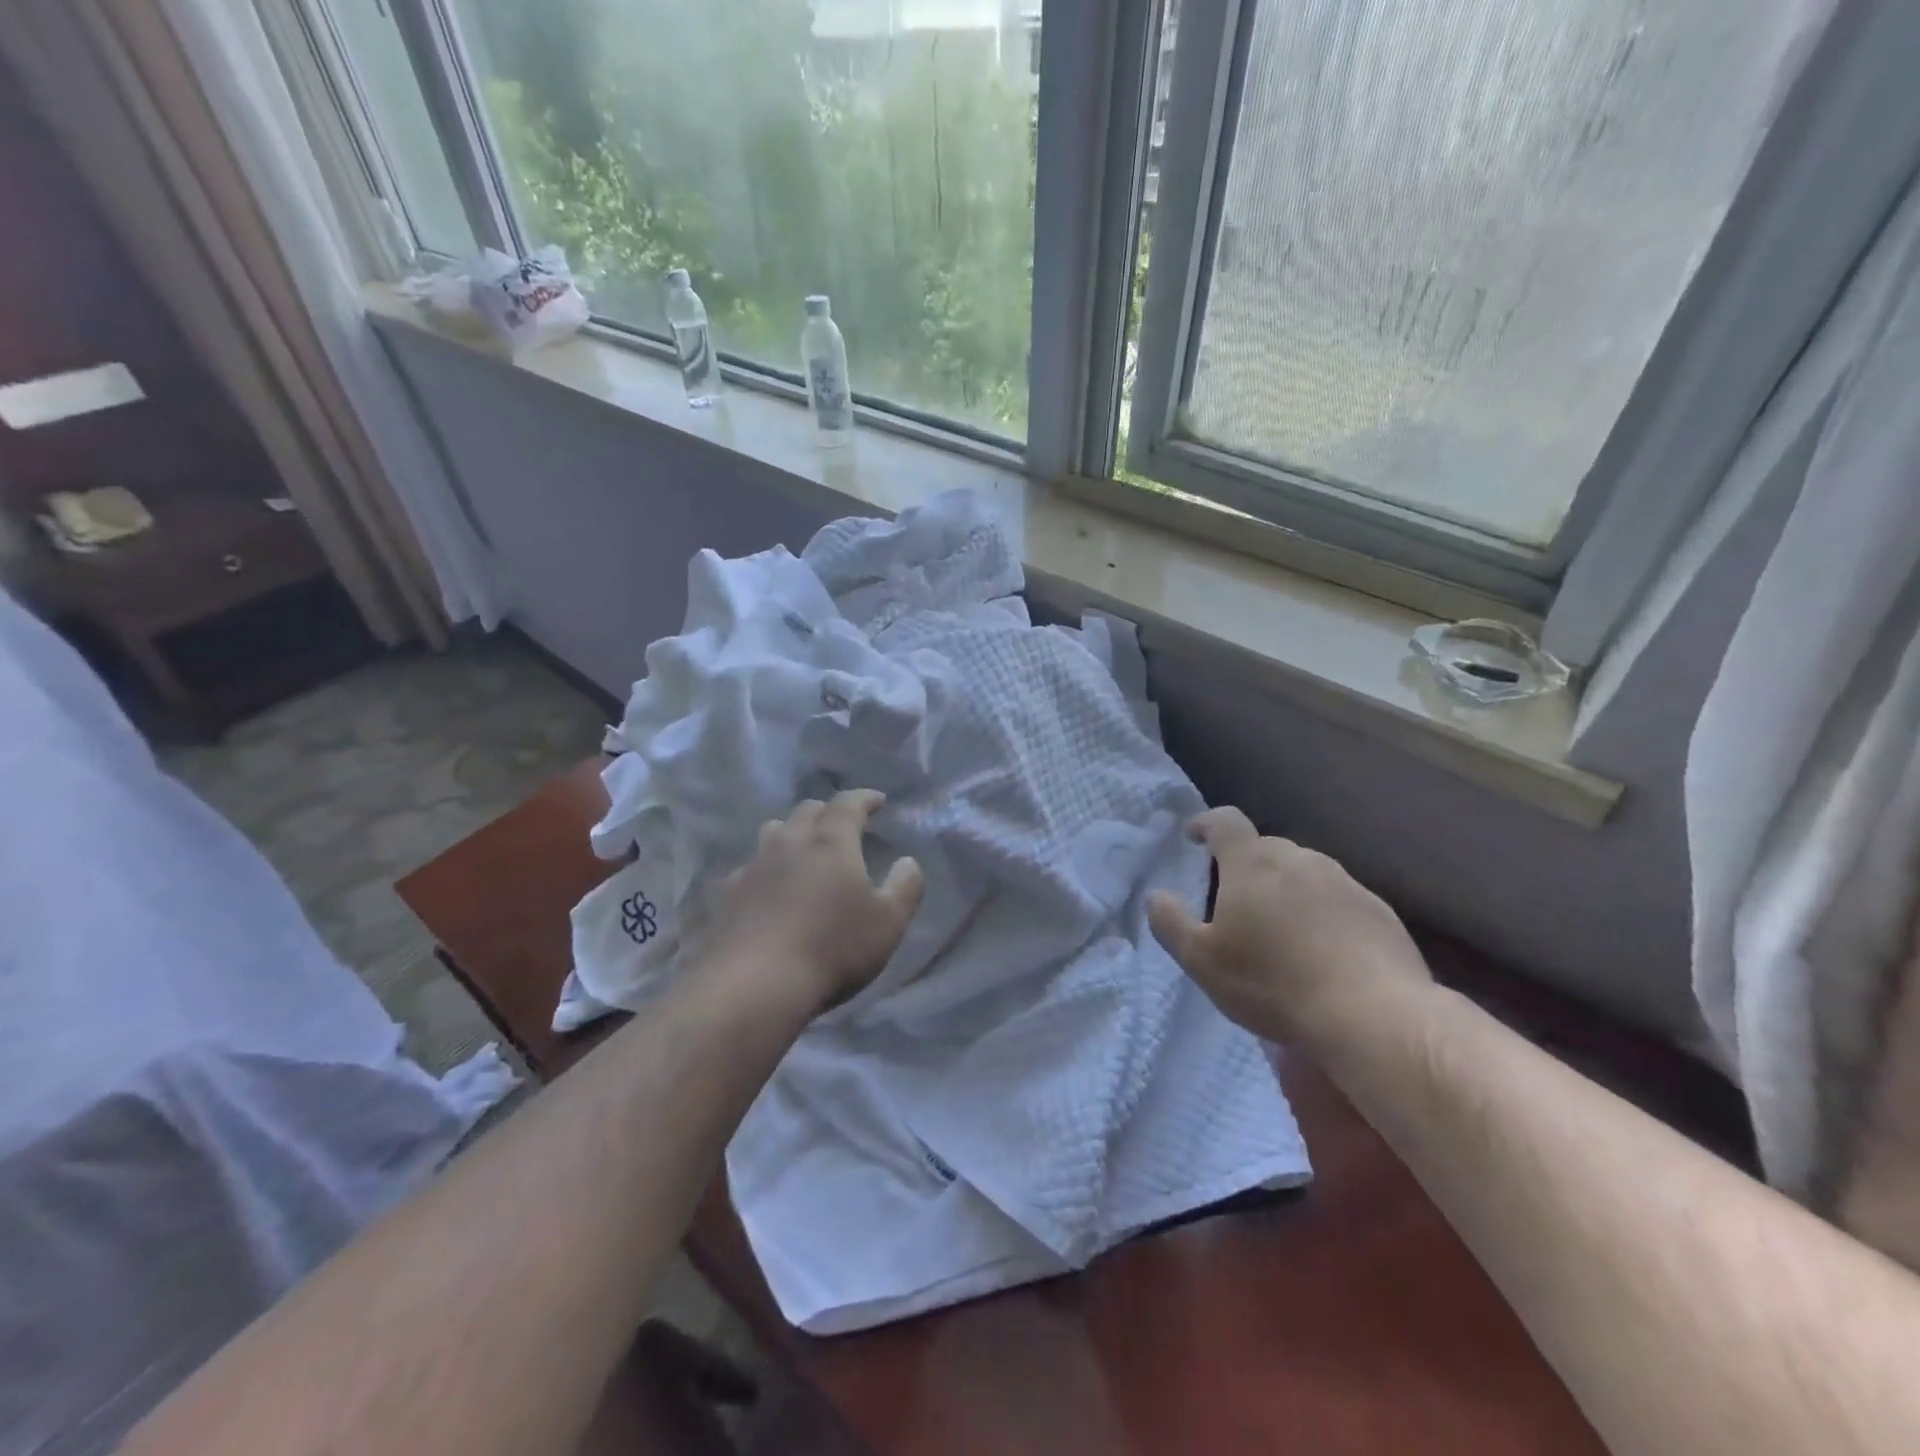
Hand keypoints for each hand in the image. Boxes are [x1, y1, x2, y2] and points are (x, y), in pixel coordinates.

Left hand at [702, 789, 924, 1013]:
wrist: (754, 985)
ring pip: (773, 832)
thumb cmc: (832, 949)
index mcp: (831, 843)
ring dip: (792, 833)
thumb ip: (905, 887)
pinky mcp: (726, 895)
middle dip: (828, 812)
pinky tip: (767, 889)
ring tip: (802, 850)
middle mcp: (790, 843)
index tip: (878, 801)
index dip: (865, 798)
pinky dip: (764, 869)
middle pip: (807, 811)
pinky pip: (748, 868)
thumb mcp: (888, 923)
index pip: (848, 804)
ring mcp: (753, 867)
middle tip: (842, 826)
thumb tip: (907, 862)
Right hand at [1148, 807, 1431, 1047]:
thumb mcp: (1202, 961)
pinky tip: (1322, 948)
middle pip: (1264, 847)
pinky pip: (1337, 898)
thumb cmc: (1273, 983)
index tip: (1194, 836)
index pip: (1224, 822)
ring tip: (1280, 927)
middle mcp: (1298, 859)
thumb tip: (1157, 896)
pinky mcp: (1377, 909)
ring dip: (1286, 888)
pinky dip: (1322, 911)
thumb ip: (1171, 923)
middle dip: (1245, 864)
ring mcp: (1343, 881)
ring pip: (1304, 871)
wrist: (1372, 1015)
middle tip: (1235, 899)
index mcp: (1251, 863)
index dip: (1206, 824)